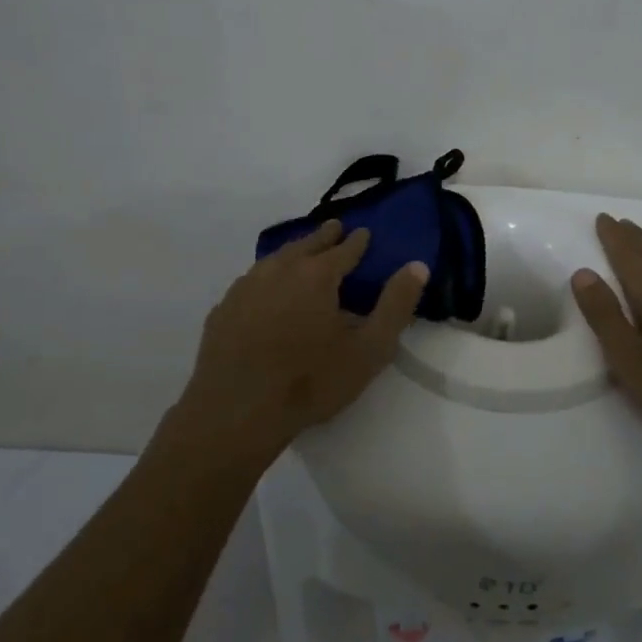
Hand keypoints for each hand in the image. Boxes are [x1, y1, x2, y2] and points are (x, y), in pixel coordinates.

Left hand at [178, 219, 429, 453]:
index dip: (357, 241)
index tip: (364, 233)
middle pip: (306, 245)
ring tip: (302, 253)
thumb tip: (418, 265)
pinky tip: (265, 290)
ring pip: (275, 259)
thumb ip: (396, 305)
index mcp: (317, 275)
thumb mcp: (369, 349)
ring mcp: (246, 288)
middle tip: (334, 229)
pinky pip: (251, 281)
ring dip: (293, 252)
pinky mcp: (223, 310)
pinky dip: (266, 276)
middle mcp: (280, 270)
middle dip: (324, 236)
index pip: (344, 248)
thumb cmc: (311, 381)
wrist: (237, 412)